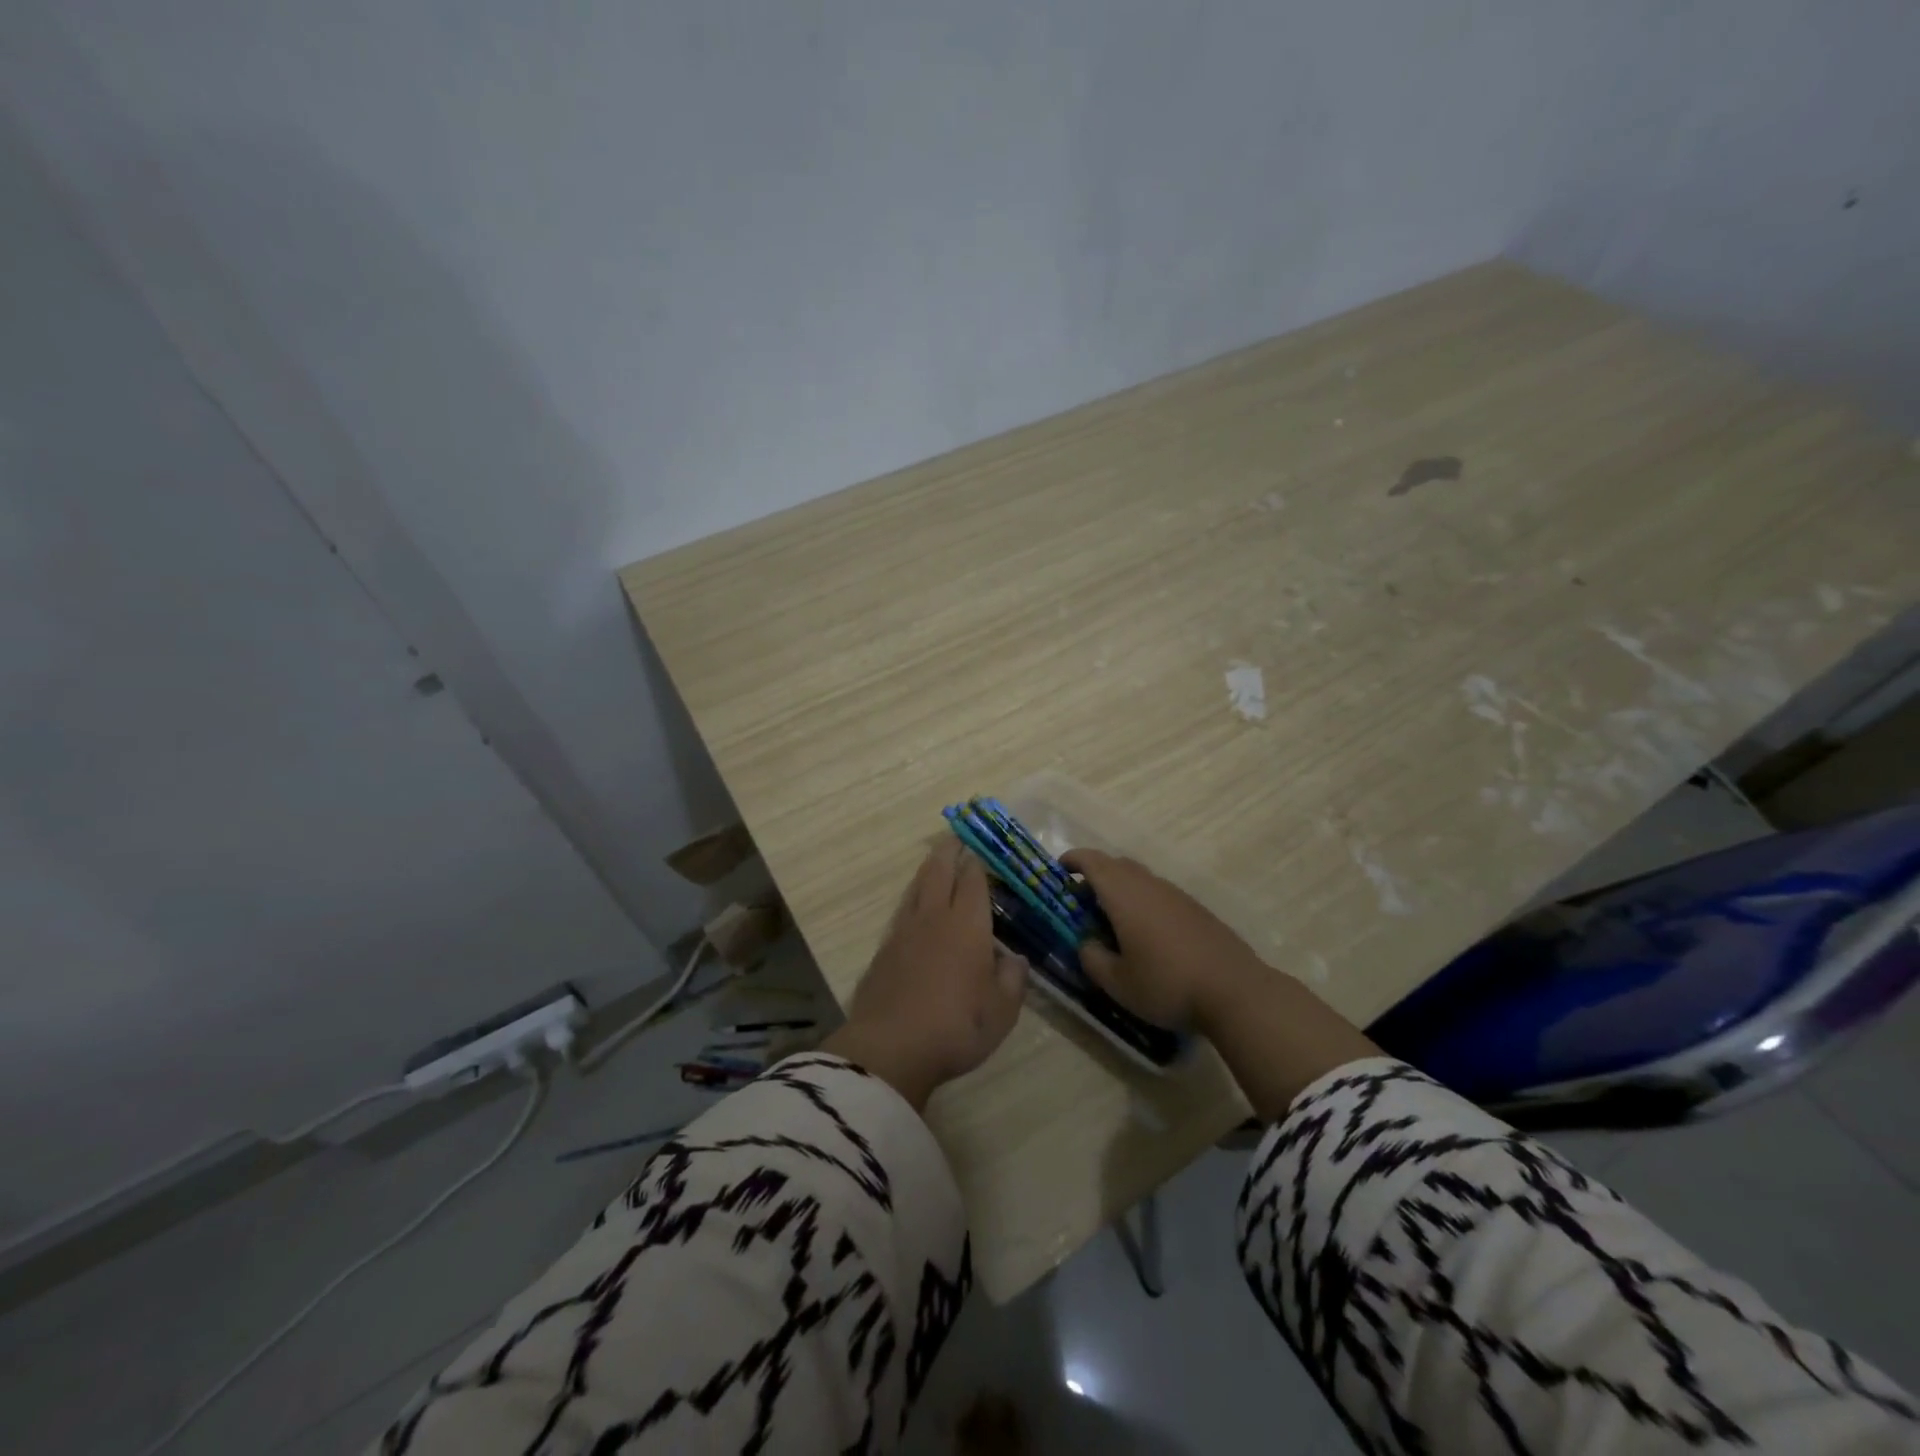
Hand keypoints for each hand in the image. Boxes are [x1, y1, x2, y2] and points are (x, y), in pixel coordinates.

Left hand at [822, 839, 1028, 1109]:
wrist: (890, 1048)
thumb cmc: (957, 1027)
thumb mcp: (1002, 1011)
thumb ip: (1012, 979)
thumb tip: (1013, 958)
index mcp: (968, 925)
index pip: (974, 880)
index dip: (979, 862)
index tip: (983, 848)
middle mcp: (935, 917)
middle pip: (940, 871)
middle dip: (950, 851)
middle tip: (956, 837)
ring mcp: (904, 931)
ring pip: (917, 886)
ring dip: (929, 869)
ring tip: (936, 861)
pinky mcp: (884, 950)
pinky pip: (903, 910)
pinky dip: (914, 897)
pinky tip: (915, 906)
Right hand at [1063, 848, 1263, 1033]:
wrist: (1235, 991)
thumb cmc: (1167, 984)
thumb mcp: (1118, 983)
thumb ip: (1093, 959)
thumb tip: (1086, 944)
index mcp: (1124, 895)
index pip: (1093, 862)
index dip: (1073, 860)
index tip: (1059, 869)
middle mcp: (1150, 885)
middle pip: (1117, 865)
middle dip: (1095, 874)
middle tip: (1080, 898)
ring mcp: (1177, 895)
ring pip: (1140, 878)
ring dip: (1121, 888)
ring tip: (1111, 918)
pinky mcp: (1196, 909)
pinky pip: (1160, 893)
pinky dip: (1143, 901)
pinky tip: (1146, 933)